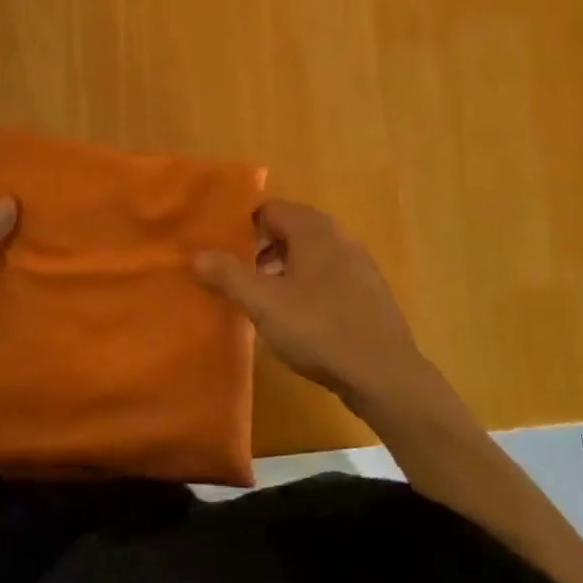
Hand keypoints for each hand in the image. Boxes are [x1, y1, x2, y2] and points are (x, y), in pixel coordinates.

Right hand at [193, 200, 429, 412]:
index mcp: (312, 229)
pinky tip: (300, 317)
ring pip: (311, 252)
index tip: (222, 250)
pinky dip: (308, 284)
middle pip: (290, 228)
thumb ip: (228, 276)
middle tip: (238, 275)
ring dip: (284, 267)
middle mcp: (338, 236)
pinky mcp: (370, 290)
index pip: (269, 208)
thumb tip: (197, 254)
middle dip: (261, 247)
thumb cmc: (319, 329)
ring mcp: (359, 263)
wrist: (385, 374)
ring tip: (264, 298)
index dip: (242, 226)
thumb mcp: (264, 304)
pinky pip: (329, 273)